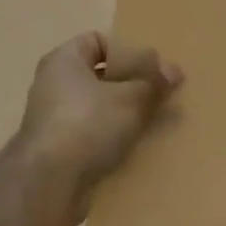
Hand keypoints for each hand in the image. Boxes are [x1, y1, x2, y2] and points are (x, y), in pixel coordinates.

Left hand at [16, 32, 183, 222]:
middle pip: (102, 76)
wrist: (50, 184)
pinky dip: (115, 138)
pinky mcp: (59, 151)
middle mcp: (54, 85)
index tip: (152, 67)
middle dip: (133, 85)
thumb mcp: (132, 98)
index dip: (127, 50)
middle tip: (162, 94)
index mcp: (64, 60)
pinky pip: (94, 135)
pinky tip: (139, 146)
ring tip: (157, 122)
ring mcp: (54, 120)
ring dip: (127, 114)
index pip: (98, 41)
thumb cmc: (88, 124)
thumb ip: (154, 82)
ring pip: (100, 108)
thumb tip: (174, 72)